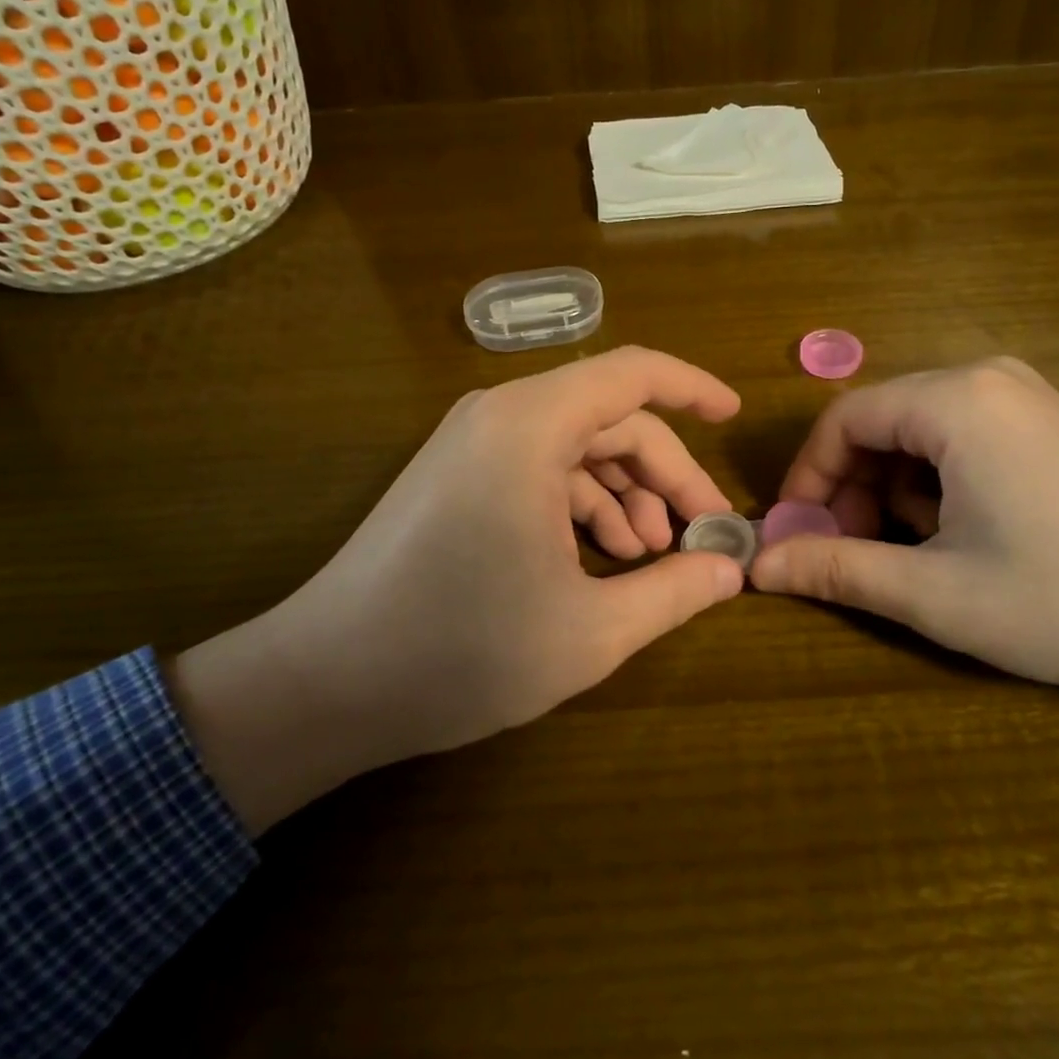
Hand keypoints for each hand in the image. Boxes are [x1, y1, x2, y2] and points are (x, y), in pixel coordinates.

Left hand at [172, 346, 744, 832]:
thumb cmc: (461, 651)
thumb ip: (672, 592)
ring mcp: (472, 445)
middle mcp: (500, 416)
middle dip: (665, 474)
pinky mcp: (457, 476)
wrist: (324, 684)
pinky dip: (581, 505)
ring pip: (576, 447)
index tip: (734, 417)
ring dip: (625, 495)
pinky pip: (540, 469)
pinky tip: (601, 558)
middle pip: (610, 420)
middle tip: (702, 535)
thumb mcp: (590, 631)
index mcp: (531, 427)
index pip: (632, 374)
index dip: (692, 390)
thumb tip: (729, 571)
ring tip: (651, 557)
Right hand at [749, 358, 1058, 744]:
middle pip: (880, 422)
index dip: (808, 478)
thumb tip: (757, 568)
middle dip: (852, 488)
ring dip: (894, 490)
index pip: (843, 420)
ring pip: (919, 432)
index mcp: (955, 401)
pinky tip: (964, 534)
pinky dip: (938, 482)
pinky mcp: (1050, 421)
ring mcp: (1025, 395)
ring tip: (914, 554)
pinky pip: (962, 437)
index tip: (797, 536)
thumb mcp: (938, 593)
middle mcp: (986, 378)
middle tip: (851, 553)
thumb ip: (839, 571)